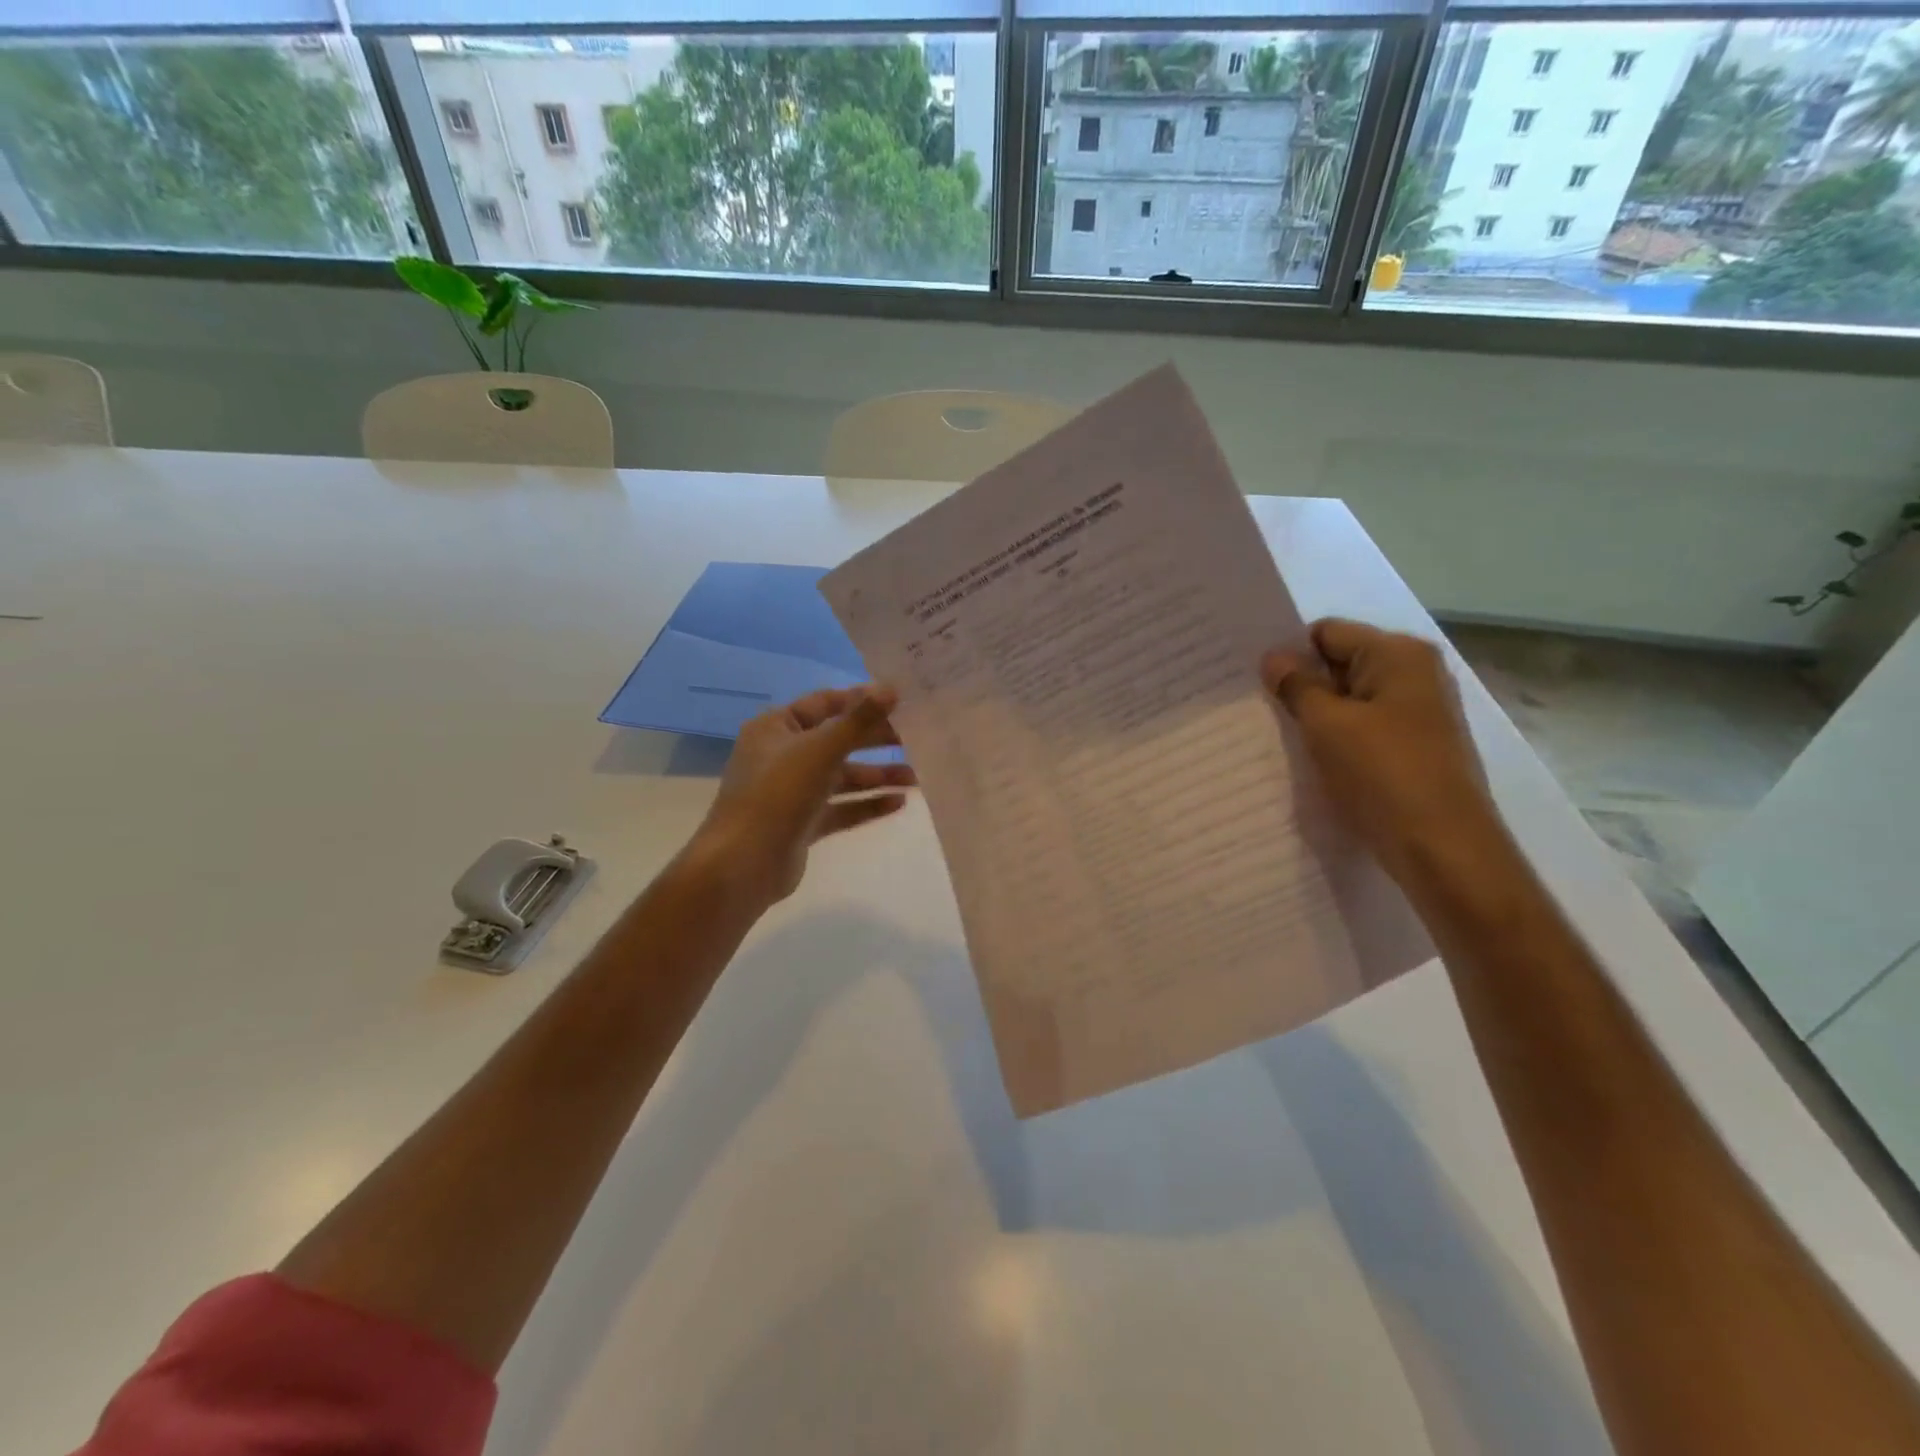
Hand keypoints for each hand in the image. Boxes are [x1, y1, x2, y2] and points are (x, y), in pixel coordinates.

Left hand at [688, 686, 915, 907]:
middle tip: (914, 738)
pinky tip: (898, 803)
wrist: (744, 864)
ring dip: (876, 775)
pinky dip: (866, 804)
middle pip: (836, 740)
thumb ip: (859, 720)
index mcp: (776, 728)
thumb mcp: (821, 749)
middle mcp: (782, 755)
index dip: (860, 700)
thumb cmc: (778, 793)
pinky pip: (840, 808)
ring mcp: (791, 791)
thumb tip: (892, 688)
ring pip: (841, 777)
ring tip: (915, 778)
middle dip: (874, 741)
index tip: (899, 701)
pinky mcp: (802, 823)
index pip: (824, 703)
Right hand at [1263, 619, 1504, 885]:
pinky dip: (1337, 739)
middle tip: (1258, 708)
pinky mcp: (1414, 747)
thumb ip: (1296, 685)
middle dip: (1301, 684)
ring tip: (1281, 736)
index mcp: (1398, 655)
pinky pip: (1363, 728)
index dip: (1288, 653)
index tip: (1254, 681)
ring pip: (1349, 700)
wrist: (1443, 849)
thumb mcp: (1327, 725)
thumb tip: (1272, 657)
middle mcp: (1414, 674)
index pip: (1326, 633)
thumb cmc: (1383, 775)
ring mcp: (1418, 712)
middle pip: (1340, 663)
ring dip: (1317, 716)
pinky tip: (1314, 760)